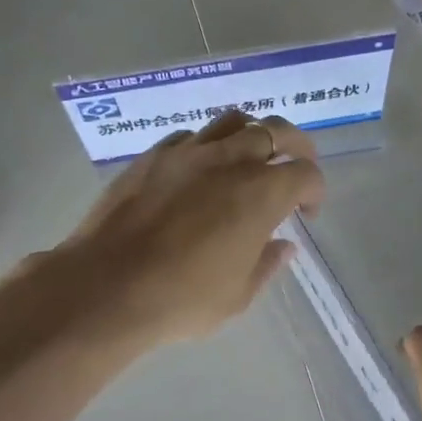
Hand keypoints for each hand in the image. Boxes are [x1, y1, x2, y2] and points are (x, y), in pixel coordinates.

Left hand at [49, 110, 324, 347]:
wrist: (106, 288)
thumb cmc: (182, 299)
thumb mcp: (238, 295)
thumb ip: (267, 263)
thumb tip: (283, 245)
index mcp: (261, 193)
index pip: (305, 173)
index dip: (315, 191)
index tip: (306, 213)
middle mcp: (230, 160)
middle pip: (276, 131)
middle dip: (296, 147)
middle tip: (293, 168)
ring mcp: (188, 152)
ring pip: (233, 121)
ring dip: (251, 136)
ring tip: (248, 161)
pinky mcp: (153, 155)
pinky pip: (191, 136)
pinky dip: (208, 146)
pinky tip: (200, 171)